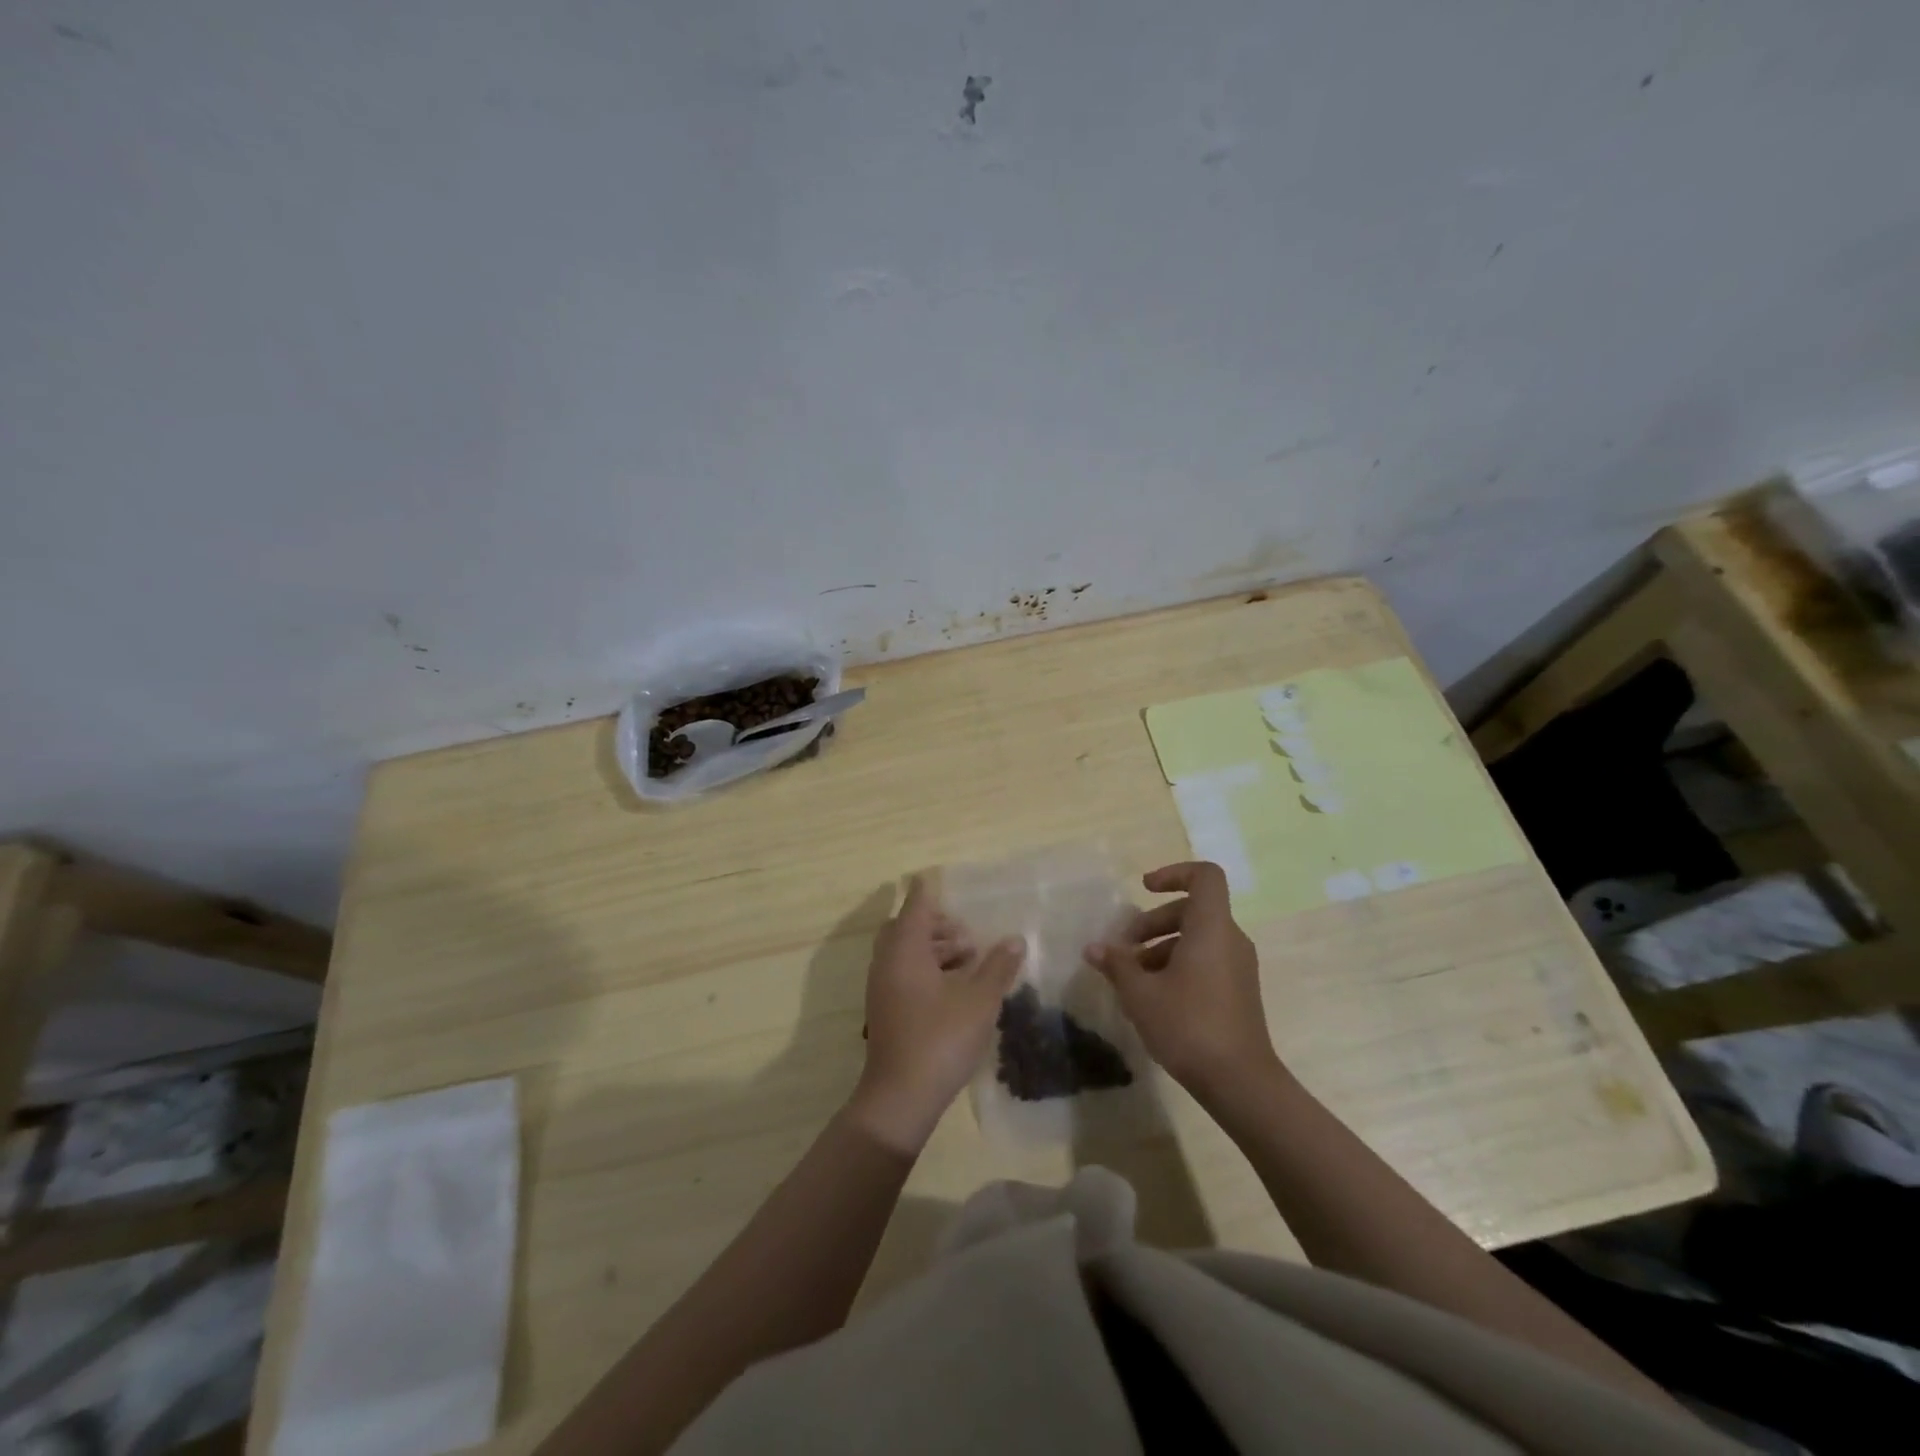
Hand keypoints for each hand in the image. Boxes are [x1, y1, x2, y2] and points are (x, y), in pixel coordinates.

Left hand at [848, 876, 1024, 1153]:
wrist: (900, 1097)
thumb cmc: (940, 1039)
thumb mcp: (980, 1001)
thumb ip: (998, 967)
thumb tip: (1015, 940)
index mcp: (905, 950)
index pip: (916, 905)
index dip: (928, 891)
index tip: (937, 878)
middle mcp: (887, 962)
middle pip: (907, 927)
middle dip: (936, 925)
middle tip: (966, 935)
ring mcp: (882, 987)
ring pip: (905, 952)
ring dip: (934, 948)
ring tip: (969, 962)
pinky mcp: (885, 1009)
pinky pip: (903, 973)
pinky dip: (926, 969)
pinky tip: (954, 989)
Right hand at [1085, 861, 1280, 1102]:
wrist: (1241, 1083)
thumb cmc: (1188, 1026)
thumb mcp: (1140, 993)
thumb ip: (1117, 964)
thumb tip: (1094, 948)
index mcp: (1211, 928)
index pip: (1205, 876)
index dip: (1174, 873)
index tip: (1144, 889)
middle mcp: (1230, 940)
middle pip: (1192, 910)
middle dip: (1153, 922)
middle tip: (1123, 949)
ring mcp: (1238, 967)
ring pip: (1196, 938)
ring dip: (1160, 948)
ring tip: (1131, 978)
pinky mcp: (1238, 992)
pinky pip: (1206, 961)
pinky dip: (1178, 966)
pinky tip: (1153, 998)